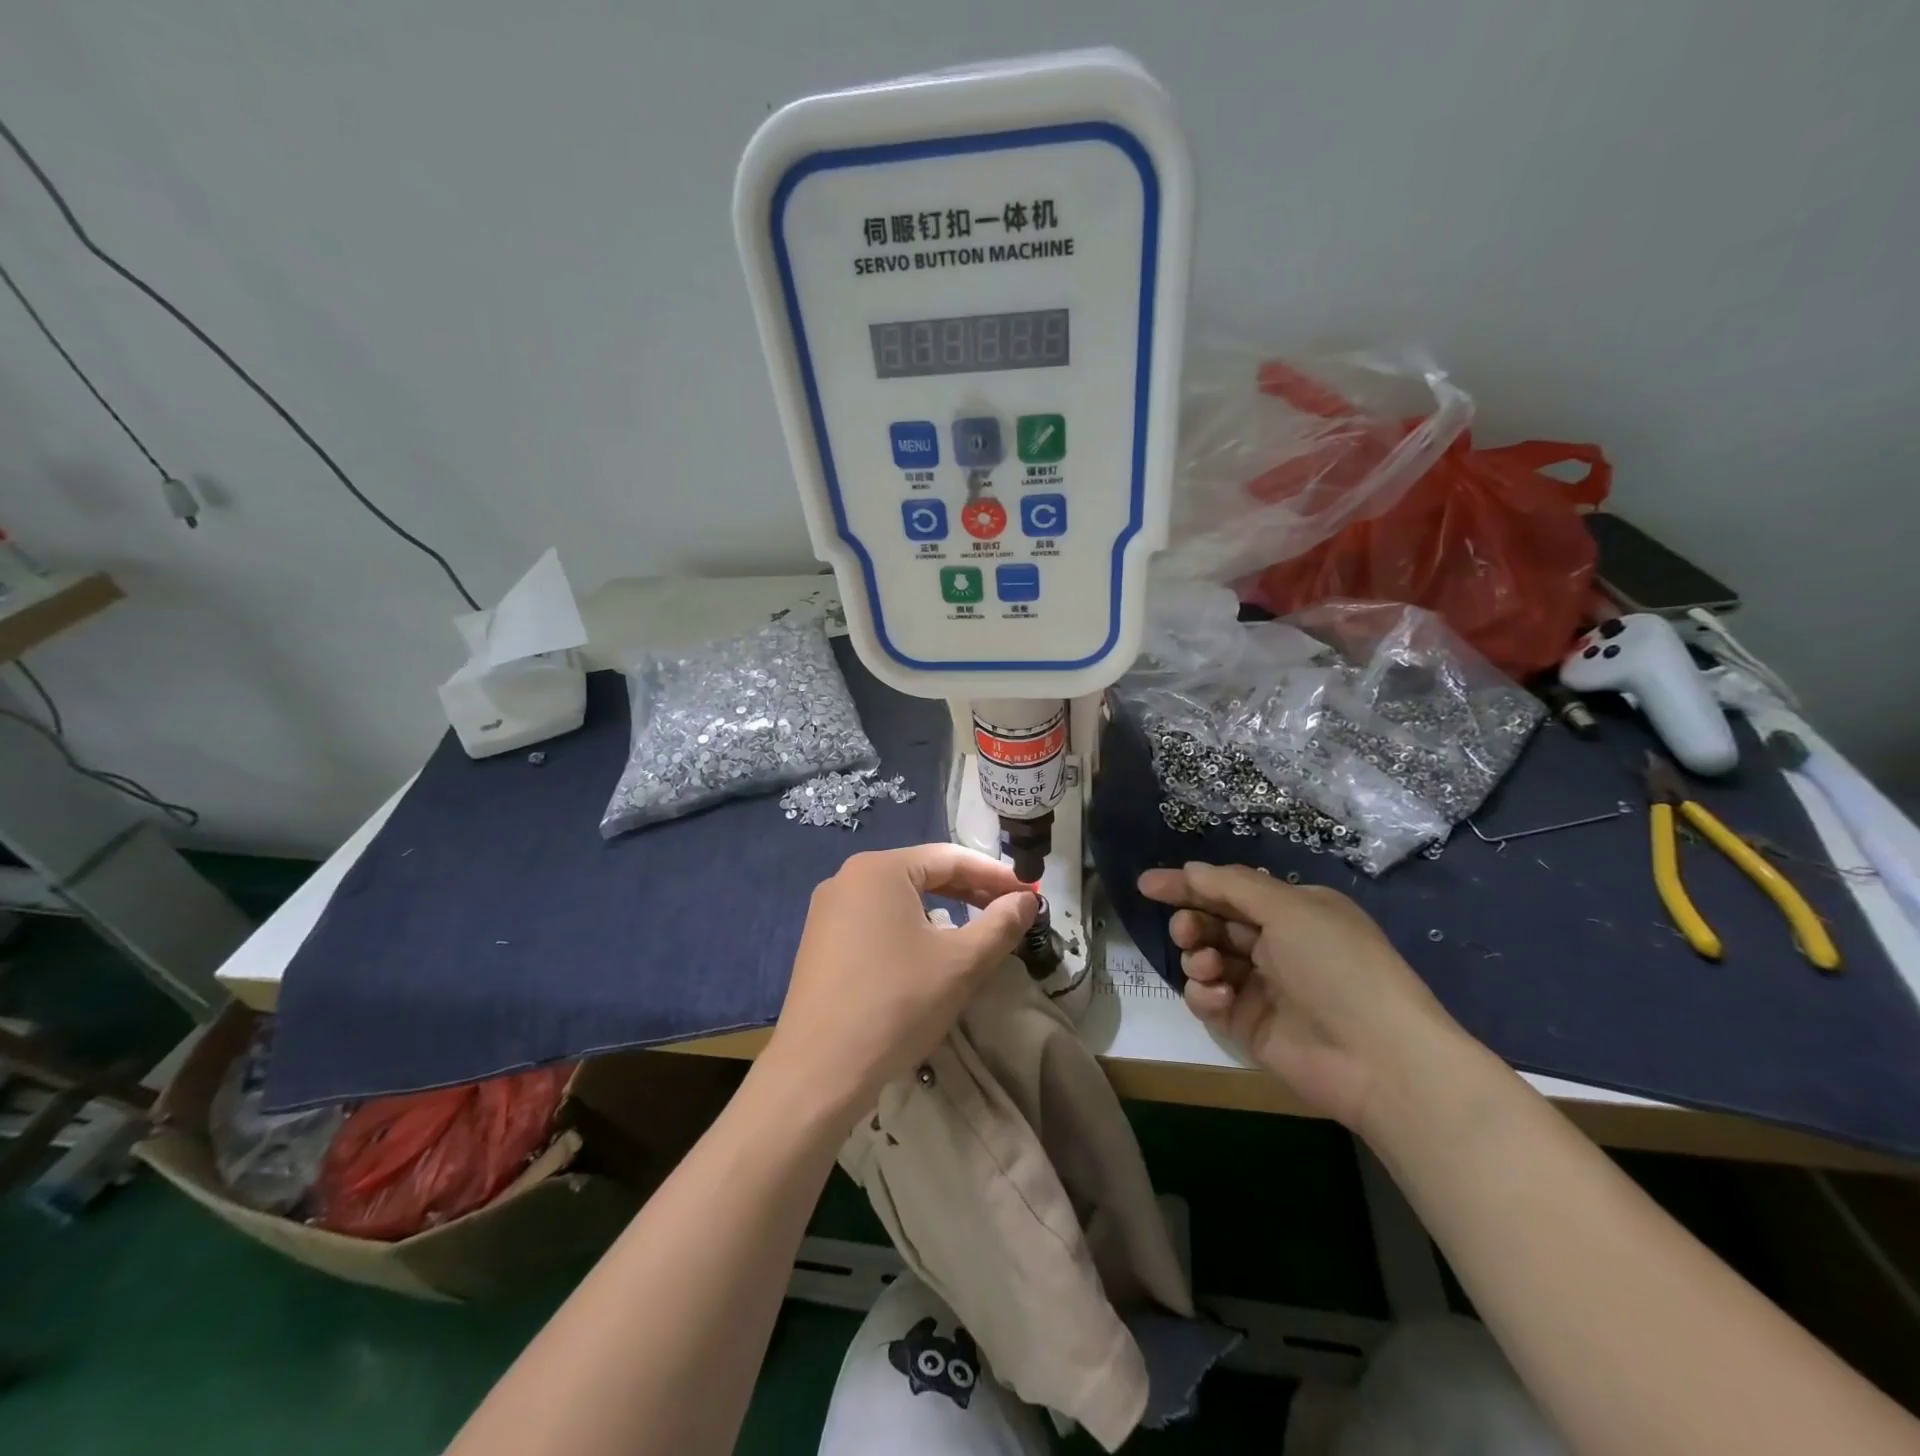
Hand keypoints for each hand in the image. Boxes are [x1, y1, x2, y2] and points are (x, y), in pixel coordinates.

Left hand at [765, 844, 1037, 1121]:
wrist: (818, 1070)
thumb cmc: (896, 1004)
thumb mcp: (961, 963)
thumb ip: (1000, 924)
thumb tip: (1027, 900)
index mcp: (880, 869)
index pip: (950, 857)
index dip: (995, 874)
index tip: (1029, 893)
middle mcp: (848, 878)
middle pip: (922, 873)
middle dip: (970, 890)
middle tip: (1009, 910)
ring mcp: (829, 910)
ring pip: (899, 898)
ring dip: (943, 909)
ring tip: (976, 931)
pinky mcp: (821, 941)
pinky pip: (876, 920)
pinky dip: (911, 927)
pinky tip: (929, 953)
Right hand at [1138, 863, 1471, 1132]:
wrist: (1379, 1059)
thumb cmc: (1338, 967)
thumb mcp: (1290, 909)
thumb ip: (1233, 886)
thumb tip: (1191, 870)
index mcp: (1294, 911)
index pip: (1229, 890)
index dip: (1187, 885)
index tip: (1146, 885)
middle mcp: (1277, 944)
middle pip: (1214, 923)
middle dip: (1192, 923)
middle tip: (1186, 931)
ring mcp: (1262, 987)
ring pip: (1206, 960)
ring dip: (1198, 958)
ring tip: (1208, 967)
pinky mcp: (1249, 1025)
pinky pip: (1209, 999)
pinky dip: (1205, 994)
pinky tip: (1218, 998)